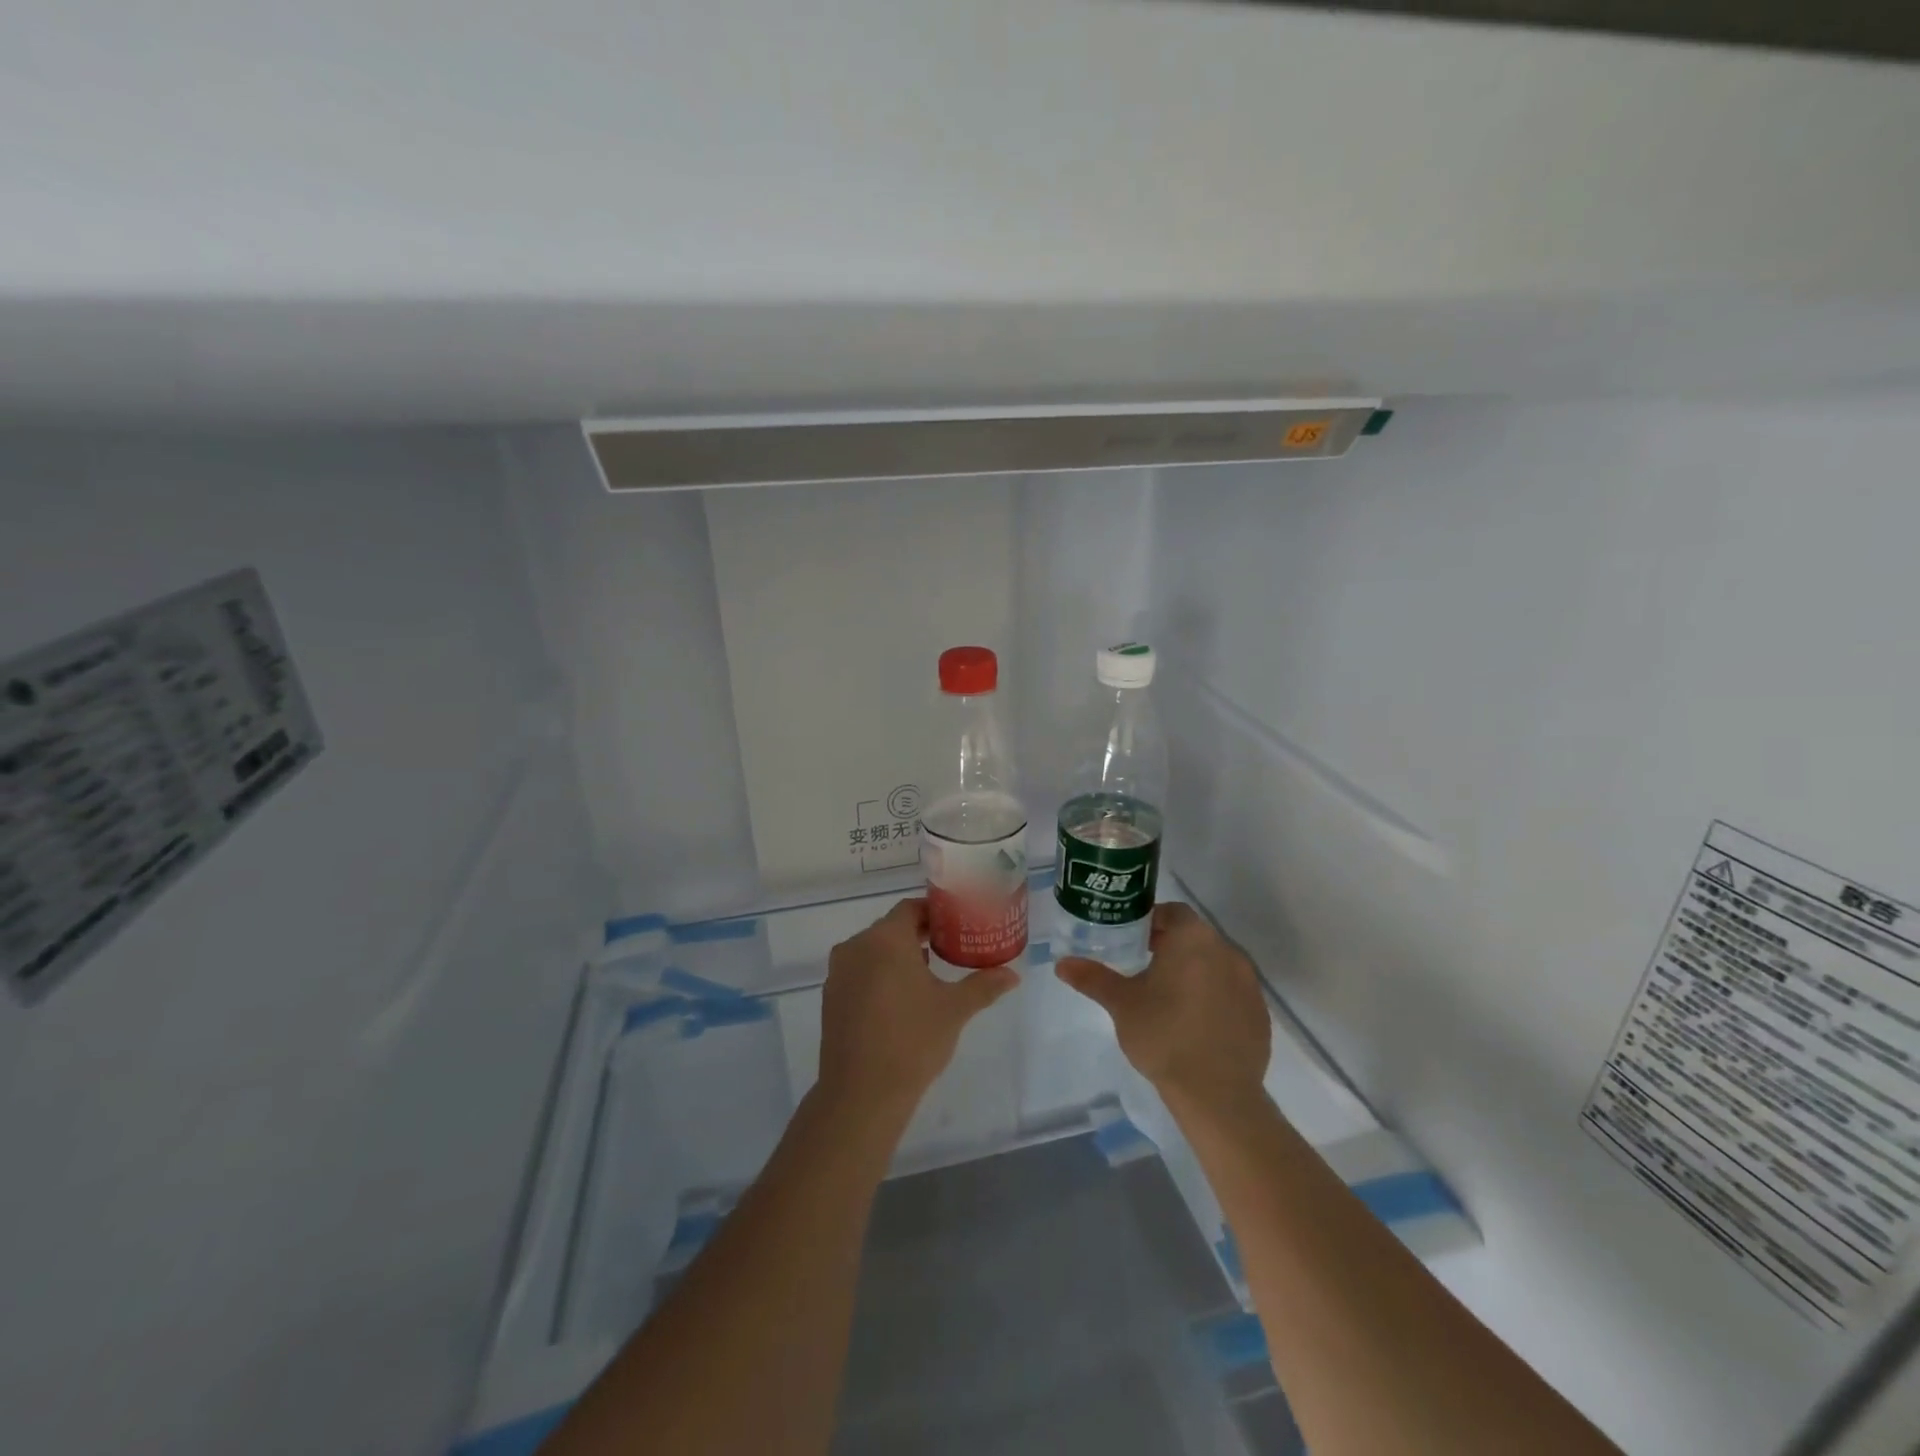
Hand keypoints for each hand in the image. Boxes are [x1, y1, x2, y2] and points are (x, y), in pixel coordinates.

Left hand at [817, 898, 1018, 1116]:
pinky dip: (879, 975)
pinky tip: (900, 999)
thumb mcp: (954, 1009)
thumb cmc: (912, 1041)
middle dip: (919, 934)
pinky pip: (859, 972)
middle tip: (949, 947)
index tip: (956, 924)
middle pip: (890, 928)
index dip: (934, 913)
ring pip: (873, 951)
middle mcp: (856, 947)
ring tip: (929, 973)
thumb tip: (1013, 975)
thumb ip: (983, 985)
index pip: (910, 908)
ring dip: (898, 956)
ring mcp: (839, 973)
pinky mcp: (831, 997)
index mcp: (885, 939)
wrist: (861, 1095)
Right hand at [1056, 902, 1270, 1111]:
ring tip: (1169, 997)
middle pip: (1195, 936)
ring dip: (1194, 971)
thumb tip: (1062, 964)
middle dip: (1171, 947)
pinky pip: (1232, 992)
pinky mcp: (1259, 1012)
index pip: (1172, 912)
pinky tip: (1196, 1023)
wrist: (1216, 1093)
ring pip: (1215, 964)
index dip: (1151, 922)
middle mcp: (1226, 951)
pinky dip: (1215, 997)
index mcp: (1192, 939)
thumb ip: (1092, 978)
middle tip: (1145, 968)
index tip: (1134, 941)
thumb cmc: (1162, 1035)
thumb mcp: (1121, 1003)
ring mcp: (1248, 982)